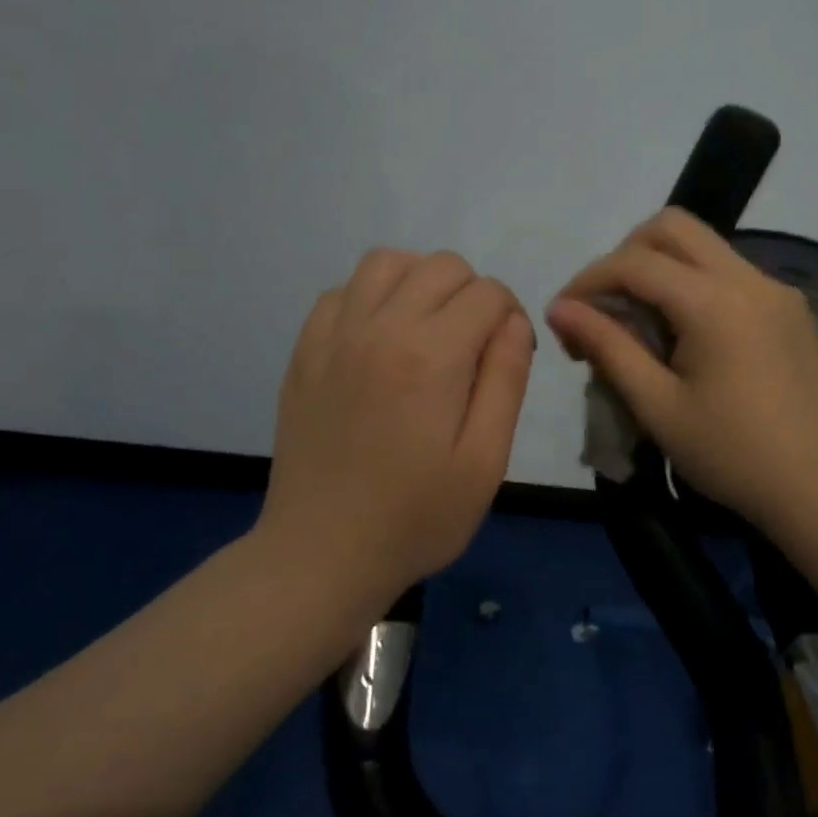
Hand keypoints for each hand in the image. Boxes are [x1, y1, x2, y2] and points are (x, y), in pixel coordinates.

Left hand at [260, 249, 534, 605]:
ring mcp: (335, 336)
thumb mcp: (485, 461)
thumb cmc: (416, 517)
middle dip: (473, 295)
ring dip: (420, 282)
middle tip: (473, 348)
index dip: (511, 317)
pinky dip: (370, 298)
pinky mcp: (305, 352)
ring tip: (428, 330)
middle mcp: (380, 327)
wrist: (321, 554)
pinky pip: (341, 292)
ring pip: (386, 262)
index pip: (487, 293)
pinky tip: (380, 340)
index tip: (508, 357)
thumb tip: (513, 322)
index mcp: (431, 355)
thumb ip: (506, 380)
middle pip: (441, 266)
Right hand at [546, 208, 817, 530]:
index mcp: (714, 303)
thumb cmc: (729, 454)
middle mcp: (749, 278)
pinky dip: (695, 284)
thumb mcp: (656, 405)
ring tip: (641, 322)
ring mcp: (776, 289)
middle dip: (626, 254)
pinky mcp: (791, 306)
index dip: (588, 280)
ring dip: (661, 267)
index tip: (564, 314)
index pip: (635, 263)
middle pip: (673, 227)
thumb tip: (559, 309)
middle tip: (606, 304)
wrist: (815, 485)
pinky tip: (686, 334)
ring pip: (704, 245)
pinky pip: (731, 272)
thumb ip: (607, 346)